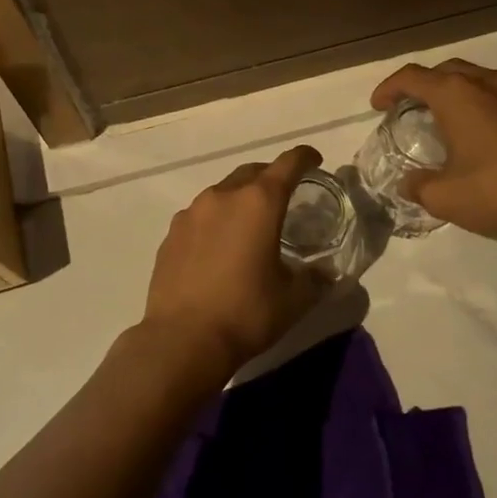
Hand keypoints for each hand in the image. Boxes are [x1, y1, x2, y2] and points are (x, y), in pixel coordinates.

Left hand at [140, 146, 328, 377]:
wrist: (182, 340)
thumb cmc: (246, 314)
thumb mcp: (293, 300)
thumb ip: (314, 280)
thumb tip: (325, 273)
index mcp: (259, 203)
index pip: (288, 164)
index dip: (305, 158)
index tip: (315, 160)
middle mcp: (222, 196)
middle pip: (252, 172)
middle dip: (271, 177)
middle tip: (285, 196)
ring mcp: (191, 213)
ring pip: (222, 192)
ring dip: (240, 199)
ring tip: (250, 224)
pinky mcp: (171, 234)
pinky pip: (200, 215)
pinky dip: (216, 220)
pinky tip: (219, 247)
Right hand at [370, 60, 496, 243]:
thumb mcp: (444, 197)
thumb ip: (420, 186)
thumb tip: (410, 184)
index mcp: (456, 95)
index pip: (412, 77)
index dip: (389, 88)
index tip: (378, 106)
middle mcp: (487, 83)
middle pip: (447, 70)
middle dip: (426, 84)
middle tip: (413, 107)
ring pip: (480, 79)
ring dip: (460, 92)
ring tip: (450, 118)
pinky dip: (486, 106)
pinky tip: (487, 135)